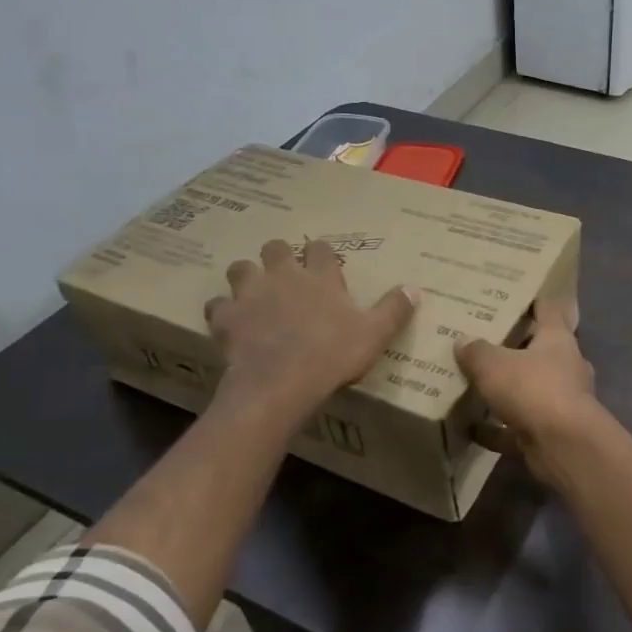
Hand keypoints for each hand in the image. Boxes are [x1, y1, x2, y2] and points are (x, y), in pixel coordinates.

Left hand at [206, 239, 415, 418]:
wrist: (281, 383)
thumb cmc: (332, 356)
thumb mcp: (374, 335)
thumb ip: (393, 310)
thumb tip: (414, 288)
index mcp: (320, 278)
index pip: (320, 249)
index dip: (321, 253)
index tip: (324, 263)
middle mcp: (283, 276)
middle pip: (274, 248)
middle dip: (278, 256)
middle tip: (285, 275)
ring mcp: (251, 294)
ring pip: (240, 269)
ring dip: (246, 278)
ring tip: (253, 295)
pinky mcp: (227, 318)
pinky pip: (218, 306)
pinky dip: (223, 312)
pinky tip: (230, 324)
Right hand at [455, 303, 598, 468]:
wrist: (564, 446)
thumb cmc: (533, 389)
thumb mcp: (493, 364)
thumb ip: (476, 351)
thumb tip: (462, 340)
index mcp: (557, 339)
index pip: (548, 310)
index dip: (532, 301)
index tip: (511, 295)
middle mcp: (565, 366)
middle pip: (538, 351)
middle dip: (513, 348)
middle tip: (481, 341)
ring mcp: (561, 401)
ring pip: (529, 390)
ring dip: (506, 390)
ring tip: (473, 384)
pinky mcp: (551, 432)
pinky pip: (518, 427)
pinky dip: (497, 429)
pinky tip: (470, 429)